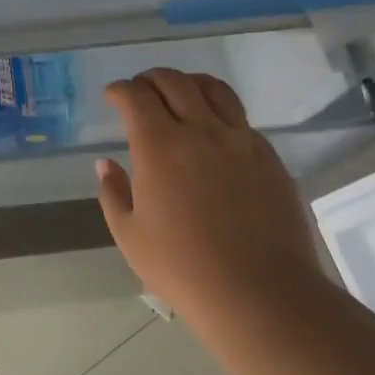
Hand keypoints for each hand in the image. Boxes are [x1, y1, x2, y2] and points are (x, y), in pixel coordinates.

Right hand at [95, 68, 321, 326]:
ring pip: (213, 89)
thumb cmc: (184, 269)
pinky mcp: (268, 157)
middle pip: (173, 82)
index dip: (119, 90)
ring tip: (179, 94)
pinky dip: (218, 111)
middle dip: (149, 79)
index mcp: (160, 147)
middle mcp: (200, 131)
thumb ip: (113, 193)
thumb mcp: (130, 236)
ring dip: (188, 83)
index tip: (112, 96)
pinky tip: (213, 132)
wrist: (261, 295)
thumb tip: (106, 164)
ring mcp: (240, 141)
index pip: (135, 96)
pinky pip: (240, 118)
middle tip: (139, 91)